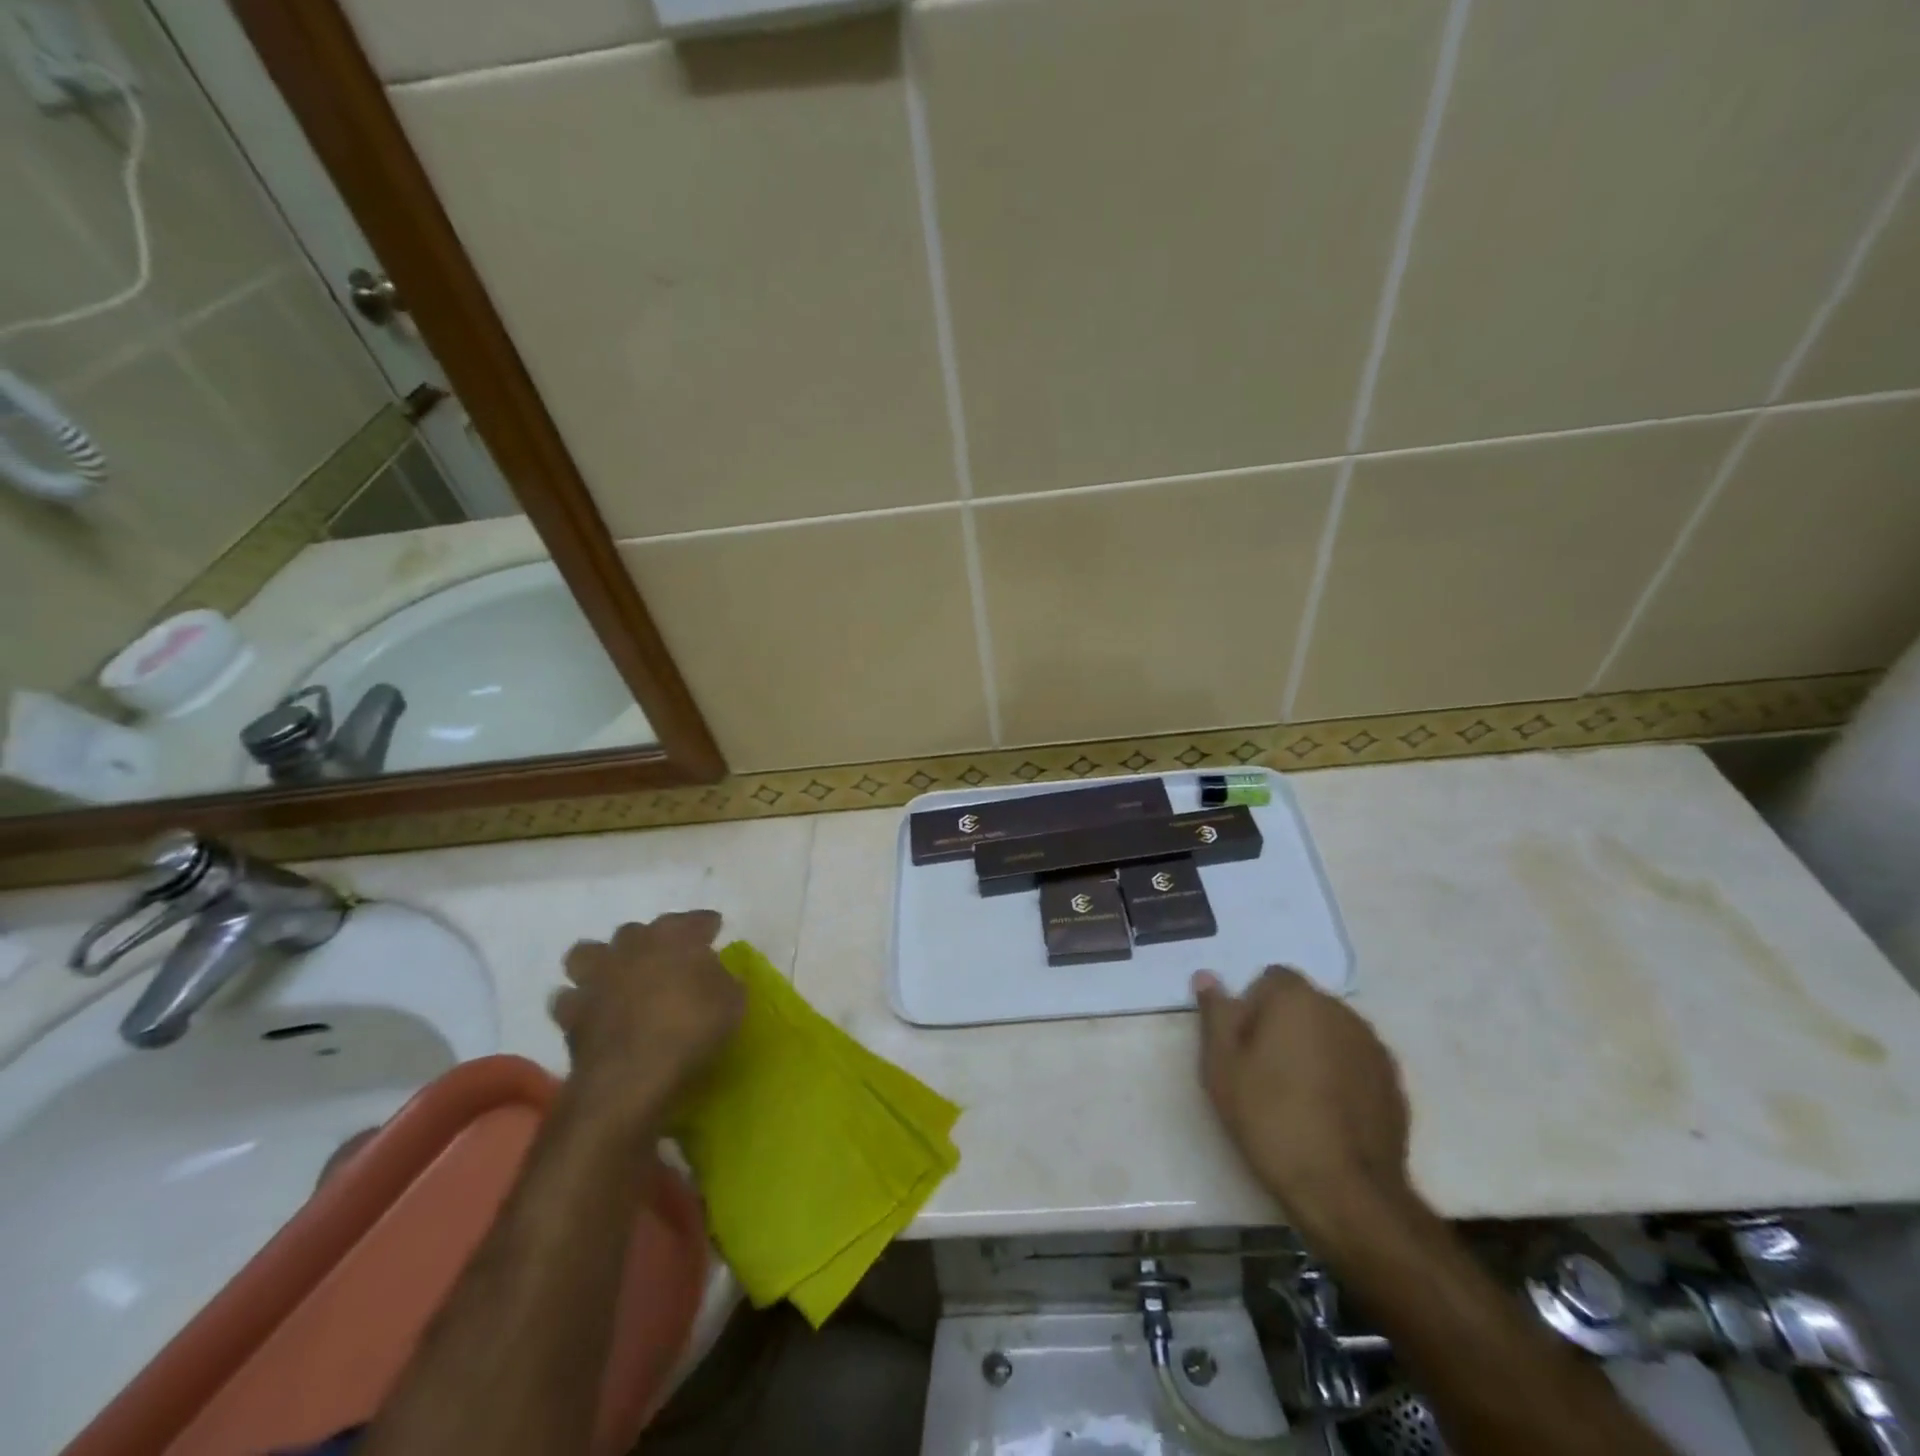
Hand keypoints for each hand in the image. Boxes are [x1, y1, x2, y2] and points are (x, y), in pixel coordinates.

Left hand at [552, 911, 745, 1126]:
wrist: (632, 1075)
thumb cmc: (692, 1029)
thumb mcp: (732, 1002)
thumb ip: (724, 981)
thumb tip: (717, 976)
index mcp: (674, 936)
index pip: (694, 920)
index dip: (705, 925)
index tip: (714, 930)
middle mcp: (631, 946)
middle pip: (637, 931)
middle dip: (649, 941)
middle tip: (664, 960)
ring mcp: (596, 976)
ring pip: (588, 953)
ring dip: (601, 962)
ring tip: (614, 979)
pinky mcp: (570, 1012)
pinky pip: (570, 997)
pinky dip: (580, 1003)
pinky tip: (593, 1014)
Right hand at [1193, 966, 1412, 1241]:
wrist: (1345, 1190)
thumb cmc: (1270, 1117)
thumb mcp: (1223, 1066)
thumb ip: (1216, 1014)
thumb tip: (1206, 976)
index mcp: (1297, 999)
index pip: (1271, 978)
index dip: (1253, 1006)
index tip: (1242, 1044)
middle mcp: (1341, 1011)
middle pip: (1303, 1005)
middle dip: (1283, 1026)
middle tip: (1262, 1071)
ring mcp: (1373, 1047)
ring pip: (1331, 1034)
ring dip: (1314, 1050)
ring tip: (1296, 1096)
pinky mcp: (1394, 1083)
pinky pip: (1355, 1064)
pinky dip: (1340, 1077)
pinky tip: (1326, 1115)